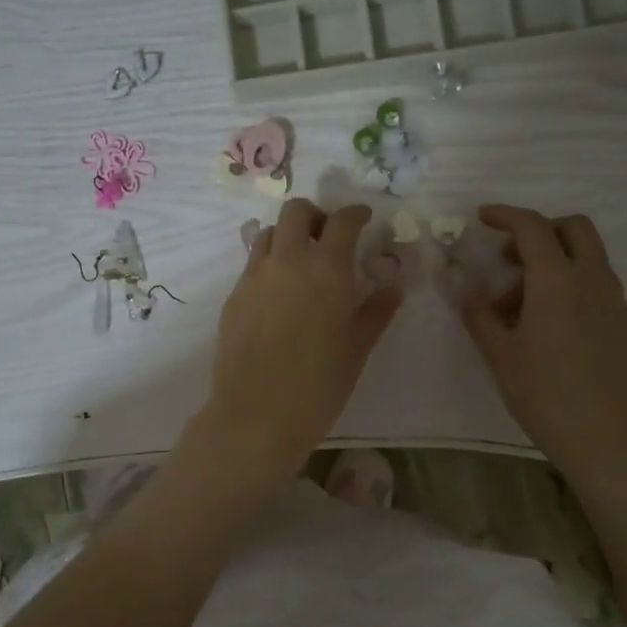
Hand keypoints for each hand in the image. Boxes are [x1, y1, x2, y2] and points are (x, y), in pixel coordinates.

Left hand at [195, 199, 401, 483]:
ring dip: (287, 236)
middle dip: (315, 215)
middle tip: (327, 237)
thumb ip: (377, 311)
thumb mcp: (357, 348)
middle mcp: (287, 261)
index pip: (342, 221)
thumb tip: (393, 286)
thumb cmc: (319, 385)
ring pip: (268, 234)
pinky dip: (269, 264)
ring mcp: (254, 277)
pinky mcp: (234, 297)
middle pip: (295, 211)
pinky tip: (279, 294)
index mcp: (326, 269)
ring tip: (300, 263)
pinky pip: (252, 264)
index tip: (363, 219)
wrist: (257, 415)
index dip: (355, 214)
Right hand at [460, 204, 626, 470]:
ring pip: (587, 255)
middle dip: (539, 230)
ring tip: (520, 303)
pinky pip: (595, 281)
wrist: (603, 437)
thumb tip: (466, 285)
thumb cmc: (543, 393)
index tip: (483, 217)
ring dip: (553, 259)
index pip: (532, 227)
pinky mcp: (622, 321)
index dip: (506, 215)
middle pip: (574, 228)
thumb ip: (479, 313)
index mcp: (557, 281)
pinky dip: (570, 281)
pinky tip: (548, 321)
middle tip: (509, 257)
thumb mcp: (499, 353)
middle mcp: (592, 279)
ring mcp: (613, 300)